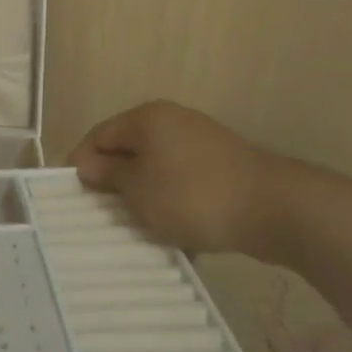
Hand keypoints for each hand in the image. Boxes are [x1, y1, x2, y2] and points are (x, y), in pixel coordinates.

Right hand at [69, 100, 290, 259]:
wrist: (276, 209)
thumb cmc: (193, 195)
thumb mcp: (138, 189)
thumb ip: (108, 174)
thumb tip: (86, 163)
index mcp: (146, 118)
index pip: (98, 136)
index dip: (82, 164)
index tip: (75, 198)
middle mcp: (172, 122)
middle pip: (128, 151)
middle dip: (115, 183)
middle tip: (105, 216)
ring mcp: (201, 143)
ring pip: (157, 170)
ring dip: (145, 197)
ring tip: (140, 229)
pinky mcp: (223, 167)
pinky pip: (184, 184)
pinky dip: (174, 204)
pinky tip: (177, 233)